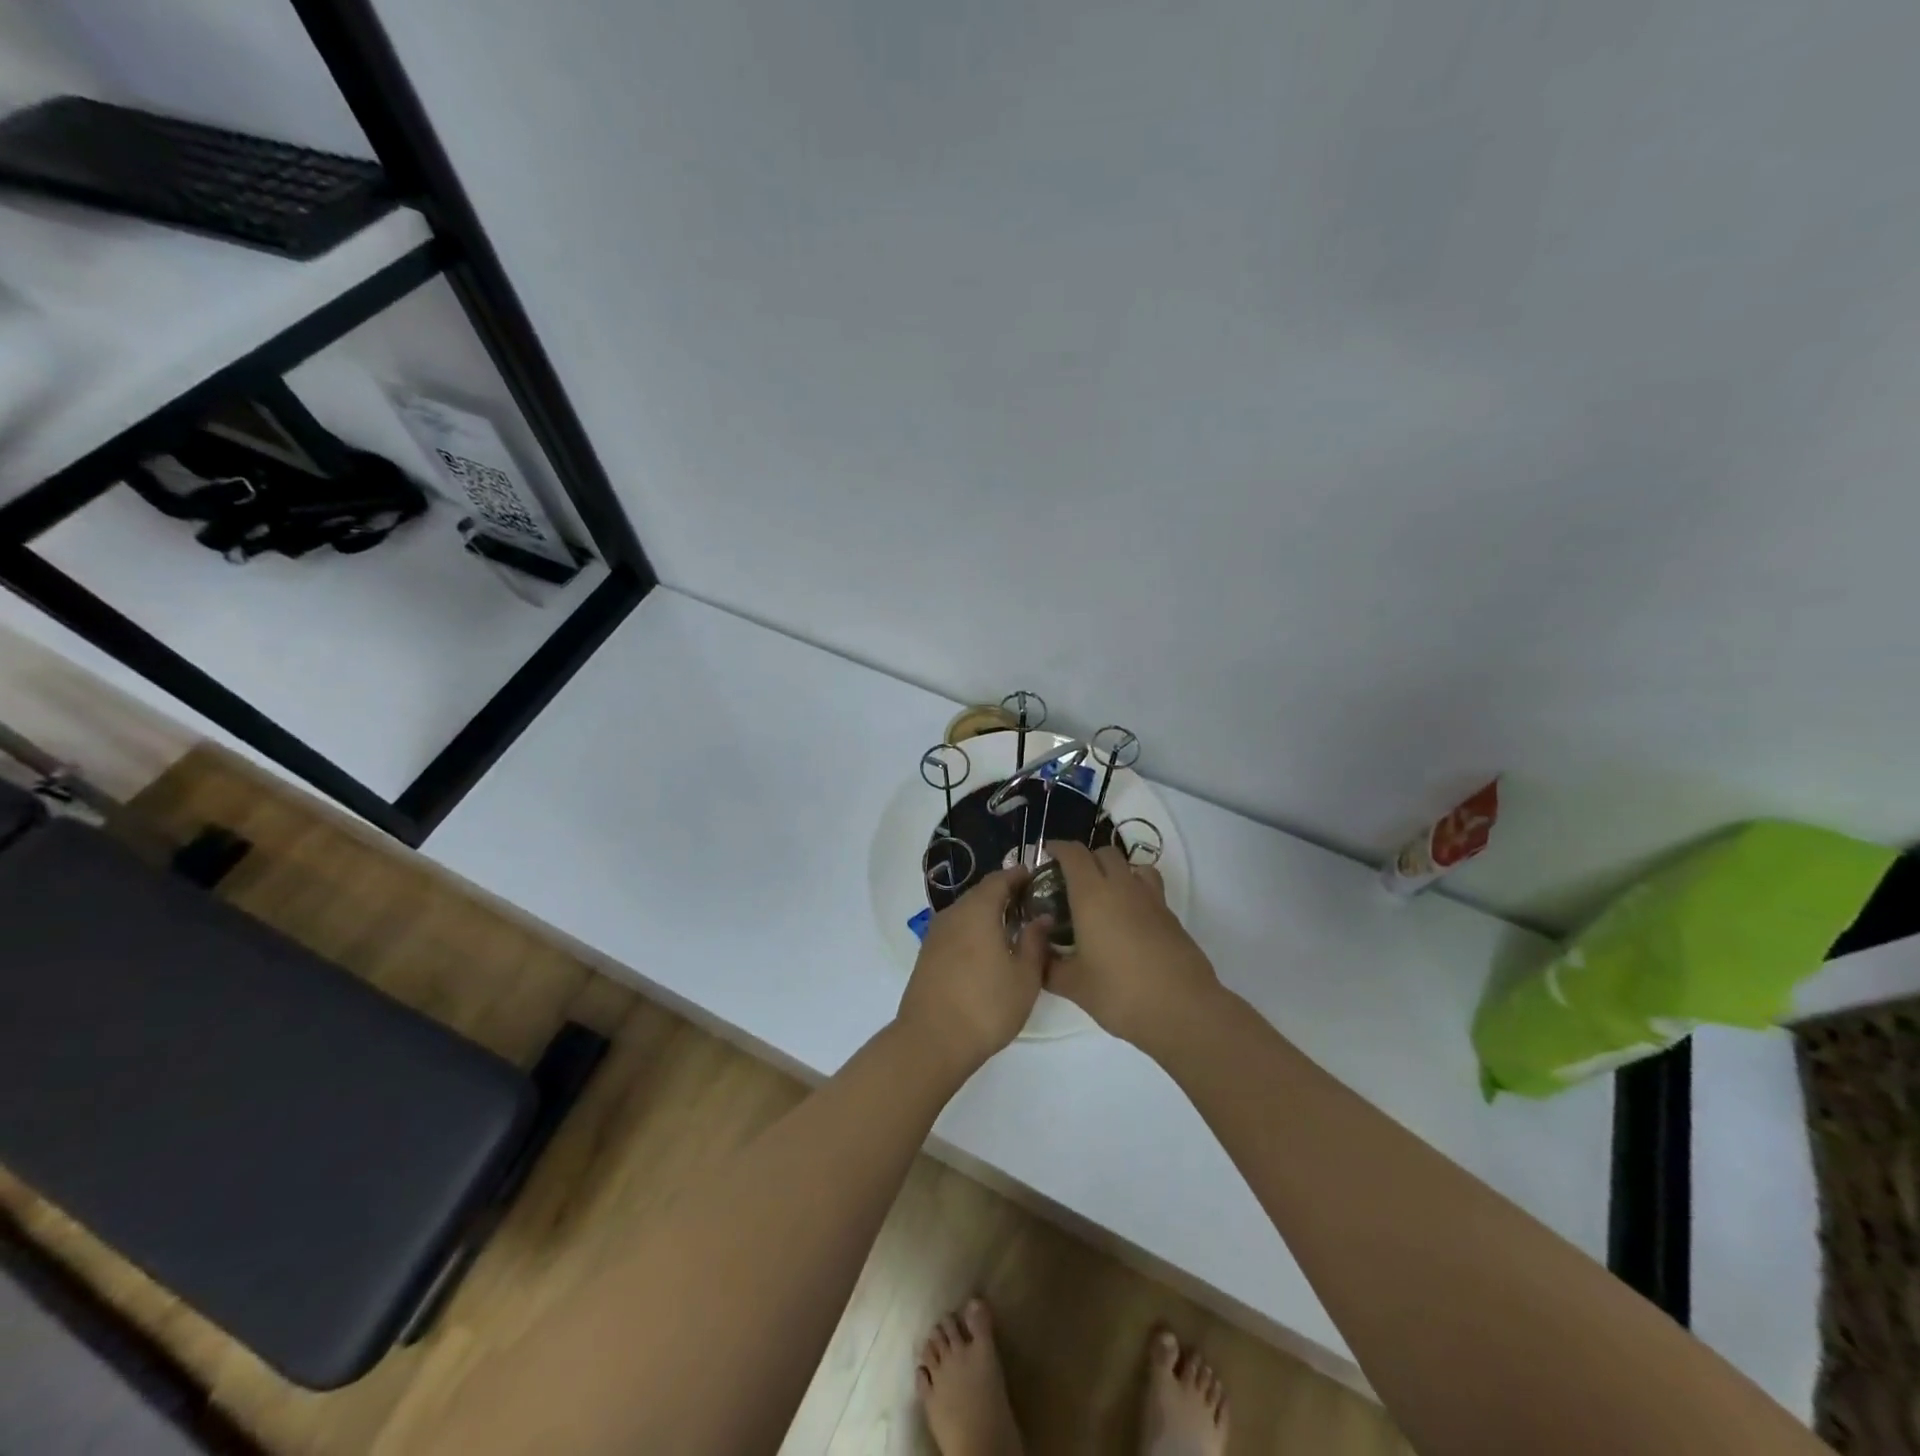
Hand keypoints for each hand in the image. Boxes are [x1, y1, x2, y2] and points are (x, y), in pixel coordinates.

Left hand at [895, 868, 1049, 1078]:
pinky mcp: (927, 955)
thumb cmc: (986, 1006)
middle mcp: (953, 914)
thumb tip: (1041, 917)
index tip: (1036, 877)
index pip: (999, 880)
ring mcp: (935, 934)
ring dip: (987, 913)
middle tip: (1029, 903)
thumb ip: (1035, 942)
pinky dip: (973, 930)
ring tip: (1012, 927)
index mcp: (977, 910)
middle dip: (1004, 894)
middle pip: (980, 894)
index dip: (1018, 875)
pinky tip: (987, 949)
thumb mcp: (1024, 977)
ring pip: (966, 912)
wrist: (931, 1041)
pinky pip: (955, 930)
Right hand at [1046, 843, 1219, 1052]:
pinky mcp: (1171, 916)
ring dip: (1115, 871)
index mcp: (1092, 895)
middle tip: (1070, 882)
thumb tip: (1037, 956)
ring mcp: (1151, 899)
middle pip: (1104, 853)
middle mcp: (1122, 887)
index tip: (1046, 854)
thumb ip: (1049, 967)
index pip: (1074, 854)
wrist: (1182, 1009)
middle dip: (1086, 859)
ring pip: (1132, 866)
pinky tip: (1128, 921)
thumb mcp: (1074, 985)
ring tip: (1104, 896)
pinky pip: (1149, 889)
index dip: (1058, 848)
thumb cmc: (1120, 992)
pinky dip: (1135, 892)